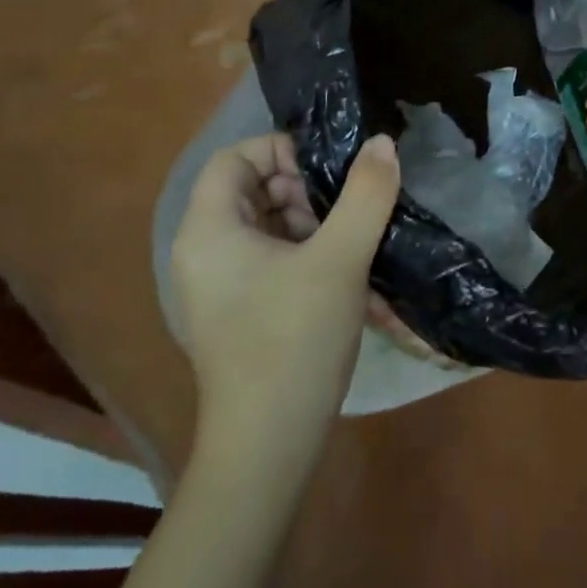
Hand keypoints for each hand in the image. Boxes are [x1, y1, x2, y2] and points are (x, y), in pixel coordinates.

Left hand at [171, 132, 399, 450]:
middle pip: (251, 189)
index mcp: (209, 230)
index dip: (281, 149)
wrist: (269, 445)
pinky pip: (270, 258)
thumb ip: (365, 193)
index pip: (234, 158)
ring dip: (311, 221)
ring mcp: (219, 285)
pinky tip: (344, 272)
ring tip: (349, 242)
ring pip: (266, 224)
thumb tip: (382, 142)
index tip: (327, 170)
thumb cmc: (294, 340)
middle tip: (343, 209)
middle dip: (302, 188)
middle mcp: (204, 251)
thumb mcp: (340, 259)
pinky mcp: (238, 310)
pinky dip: (306, 253)